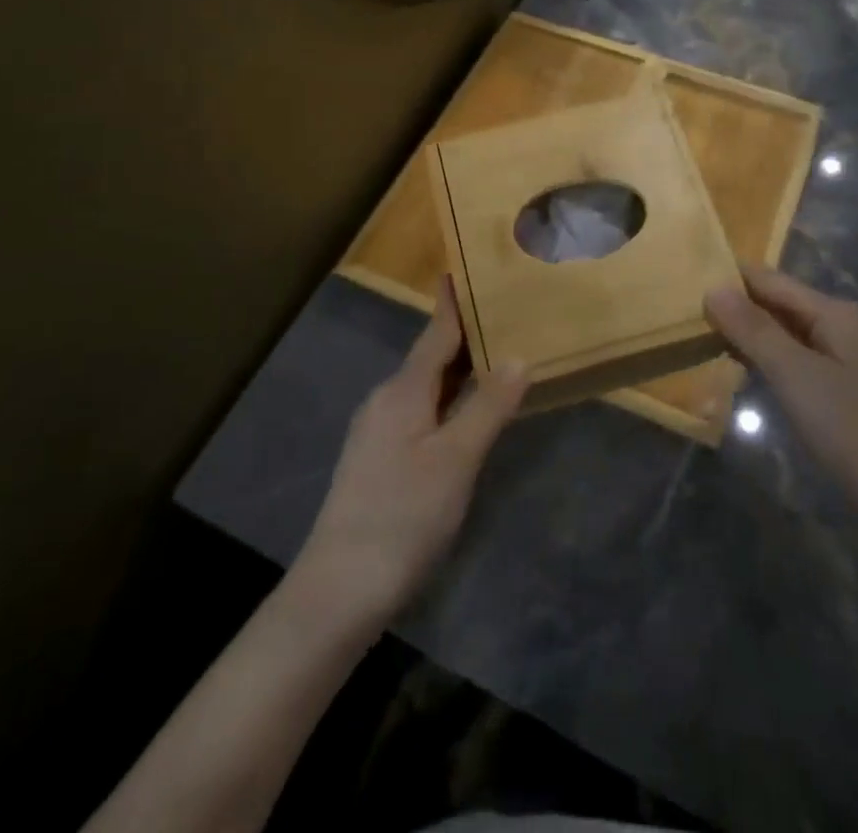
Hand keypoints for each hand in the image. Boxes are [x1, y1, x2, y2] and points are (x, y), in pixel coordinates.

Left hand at [293, 278, 527, 634]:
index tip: (465, 268)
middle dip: (464, 334)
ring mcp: (377, 431)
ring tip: (493, 356)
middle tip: (502, 313)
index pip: (436, 333)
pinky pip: (419, 411)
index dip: (453, 303)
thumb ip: (488, 406)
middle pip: (430, 357)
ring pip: (424, 386)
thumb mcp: (457, 460)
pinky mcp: (377, 459)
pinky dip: (446, 399)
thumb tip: (519, 356)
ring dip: (457, 369)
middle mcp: (386, 400)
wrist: (338, 589)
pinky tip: (464, 413)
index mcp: (404, 391)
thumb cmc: (403, 515)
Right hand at [705, 264, 857, 536]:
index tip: (683, 281)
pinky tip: (738, 370)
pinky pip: (794, 359)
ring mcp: (844, 358)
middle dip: (735, 306)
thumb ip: (754, 330)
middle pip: (777, 303)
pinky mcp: (842, 388)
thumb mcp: (796, 376)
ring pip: (784, 332)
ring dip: (747, 334)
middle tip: (683, 312)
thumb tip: (713, 287)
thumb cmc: (854, 431)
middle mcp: (840, 325)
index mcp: (834, 312)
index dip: (729, 278)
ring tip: (699, 336)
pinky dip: (765, 359)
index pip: (769, 279)